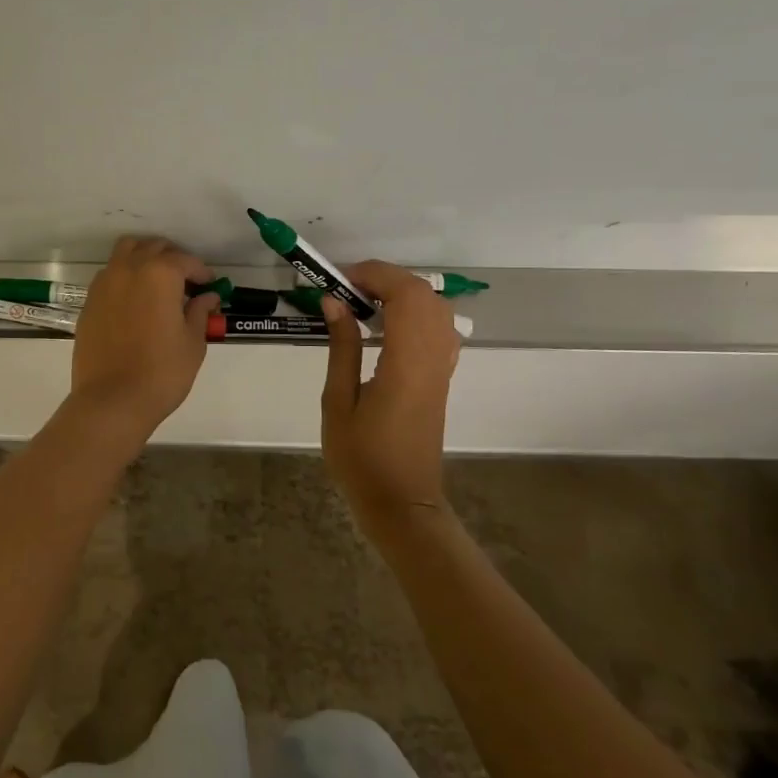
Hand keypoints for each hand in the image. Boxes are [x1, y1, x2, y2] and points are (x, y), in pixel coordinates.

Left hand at [69, 236, 219, 435]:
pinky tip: (135, 300)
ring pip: (126, 252)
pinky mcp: (89, 301)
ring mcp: (104, 283)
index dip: (201, 272)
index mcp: (159, 274)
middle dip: (173, 258)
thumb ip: (199, 312)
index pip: (185, 261)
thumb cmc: (162, 372)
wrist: (111, 400)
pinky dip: (125, 275)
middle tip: (186, 281)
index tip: (210, 285)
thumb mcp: (192, 342)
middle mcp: (128, 269)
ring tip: (158, 282)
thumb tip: (207, 297)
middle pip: (153, 247)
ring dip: (144, 258)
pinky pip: (110, 274)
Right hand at [320, 260, 460, 539]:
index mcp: (406, 364)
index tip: (340, 280)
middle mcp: (432, 359)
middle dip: (387, 279)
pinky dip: (414, 312)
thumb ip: (341, 347)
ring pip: (436, 309)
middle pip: (425, 295)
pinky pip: (438, 328)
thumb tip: (335, 302)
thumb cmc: (361, 457)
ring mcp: (442, 368)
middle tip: (348, 288)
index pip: (405, 296)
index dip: (375, 275)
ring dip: (402, 293)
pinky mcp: (441, 378)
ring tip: (362, 302)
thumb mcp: (338, 402)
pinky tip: (385, 325)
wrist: (401, 502)